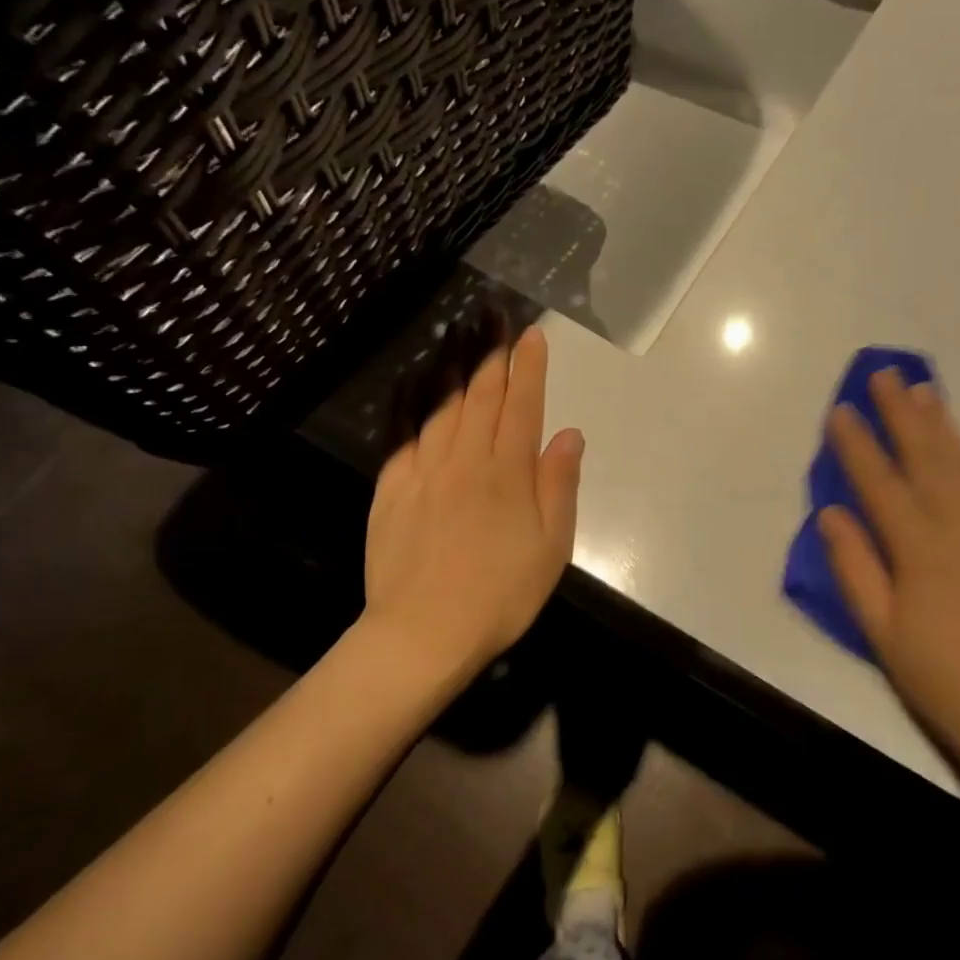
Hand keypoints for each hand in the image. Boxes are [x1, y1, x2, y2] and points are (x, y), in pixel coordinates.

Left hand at [361, 324, 583, 680]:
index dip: (529, 368)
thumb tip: (569, 433)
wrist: (422, 633)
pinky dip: (418, 411)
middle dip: (493, 358)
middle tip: (497, 326)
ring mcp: (423, 472)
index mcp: (508, 473)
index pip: (522, 406)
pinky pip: (407, 437)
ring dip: (458, 375)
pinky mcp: (391, 490)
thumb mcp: (551, 547)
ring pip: (444, 410)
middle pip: (481, 398)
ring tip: (465, 347)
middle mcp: (465, 460)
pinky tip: (422, 397)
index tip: (533, 335)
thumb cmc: (500, 594)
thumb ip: (559, 485)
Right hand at [820, 370, 959, 794]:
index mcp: (919, 545)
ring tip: (925, 392)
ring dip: (942, 424)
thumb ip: (853, 565)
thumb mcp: (879, 629)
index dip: (856, 442)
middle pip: (928, 454)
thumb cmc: (939, 675)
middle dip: (902, 411)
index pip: (879, 479)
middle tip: (885, 374)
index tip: (840, 409)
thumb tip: (831, 511)